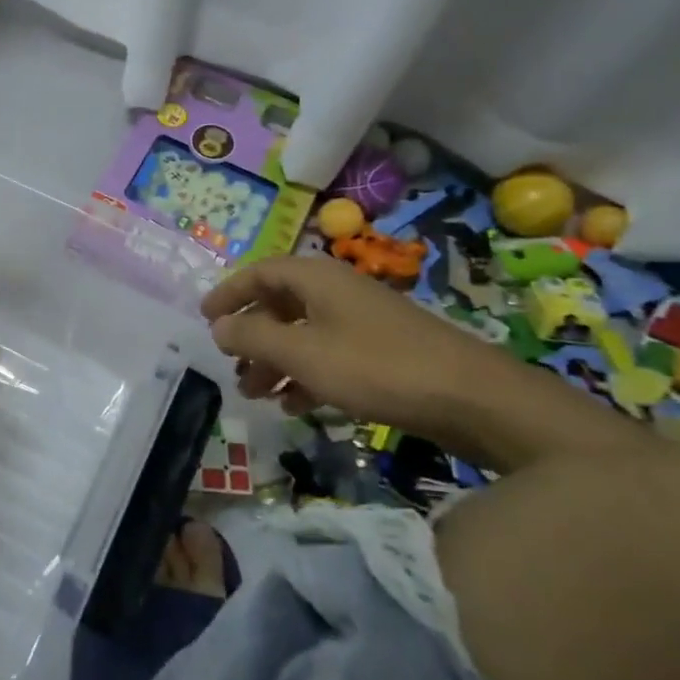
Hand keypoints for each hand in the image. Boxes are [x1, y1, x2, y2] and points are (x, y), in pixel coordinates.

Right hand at [201, 255, 510, 433]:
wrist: (474, 399)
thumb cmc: (377, 367)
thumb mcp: (303, 354)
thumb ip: (253, 338)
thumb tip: (218, 326)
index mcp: (316, 278)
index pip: (259, 273)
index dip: (229, 293)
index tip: (205, 319)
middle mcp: (337, 291)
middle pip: (279, 304)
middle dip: (251, 336)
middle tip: (231, 366)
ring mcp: (362, 321)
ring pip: (302, 334)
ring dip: (274, 361)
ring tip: (256, 394)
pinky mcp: (382, 351)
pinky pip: (328, 355)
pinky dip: (305, 375)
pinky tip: (296, 406)